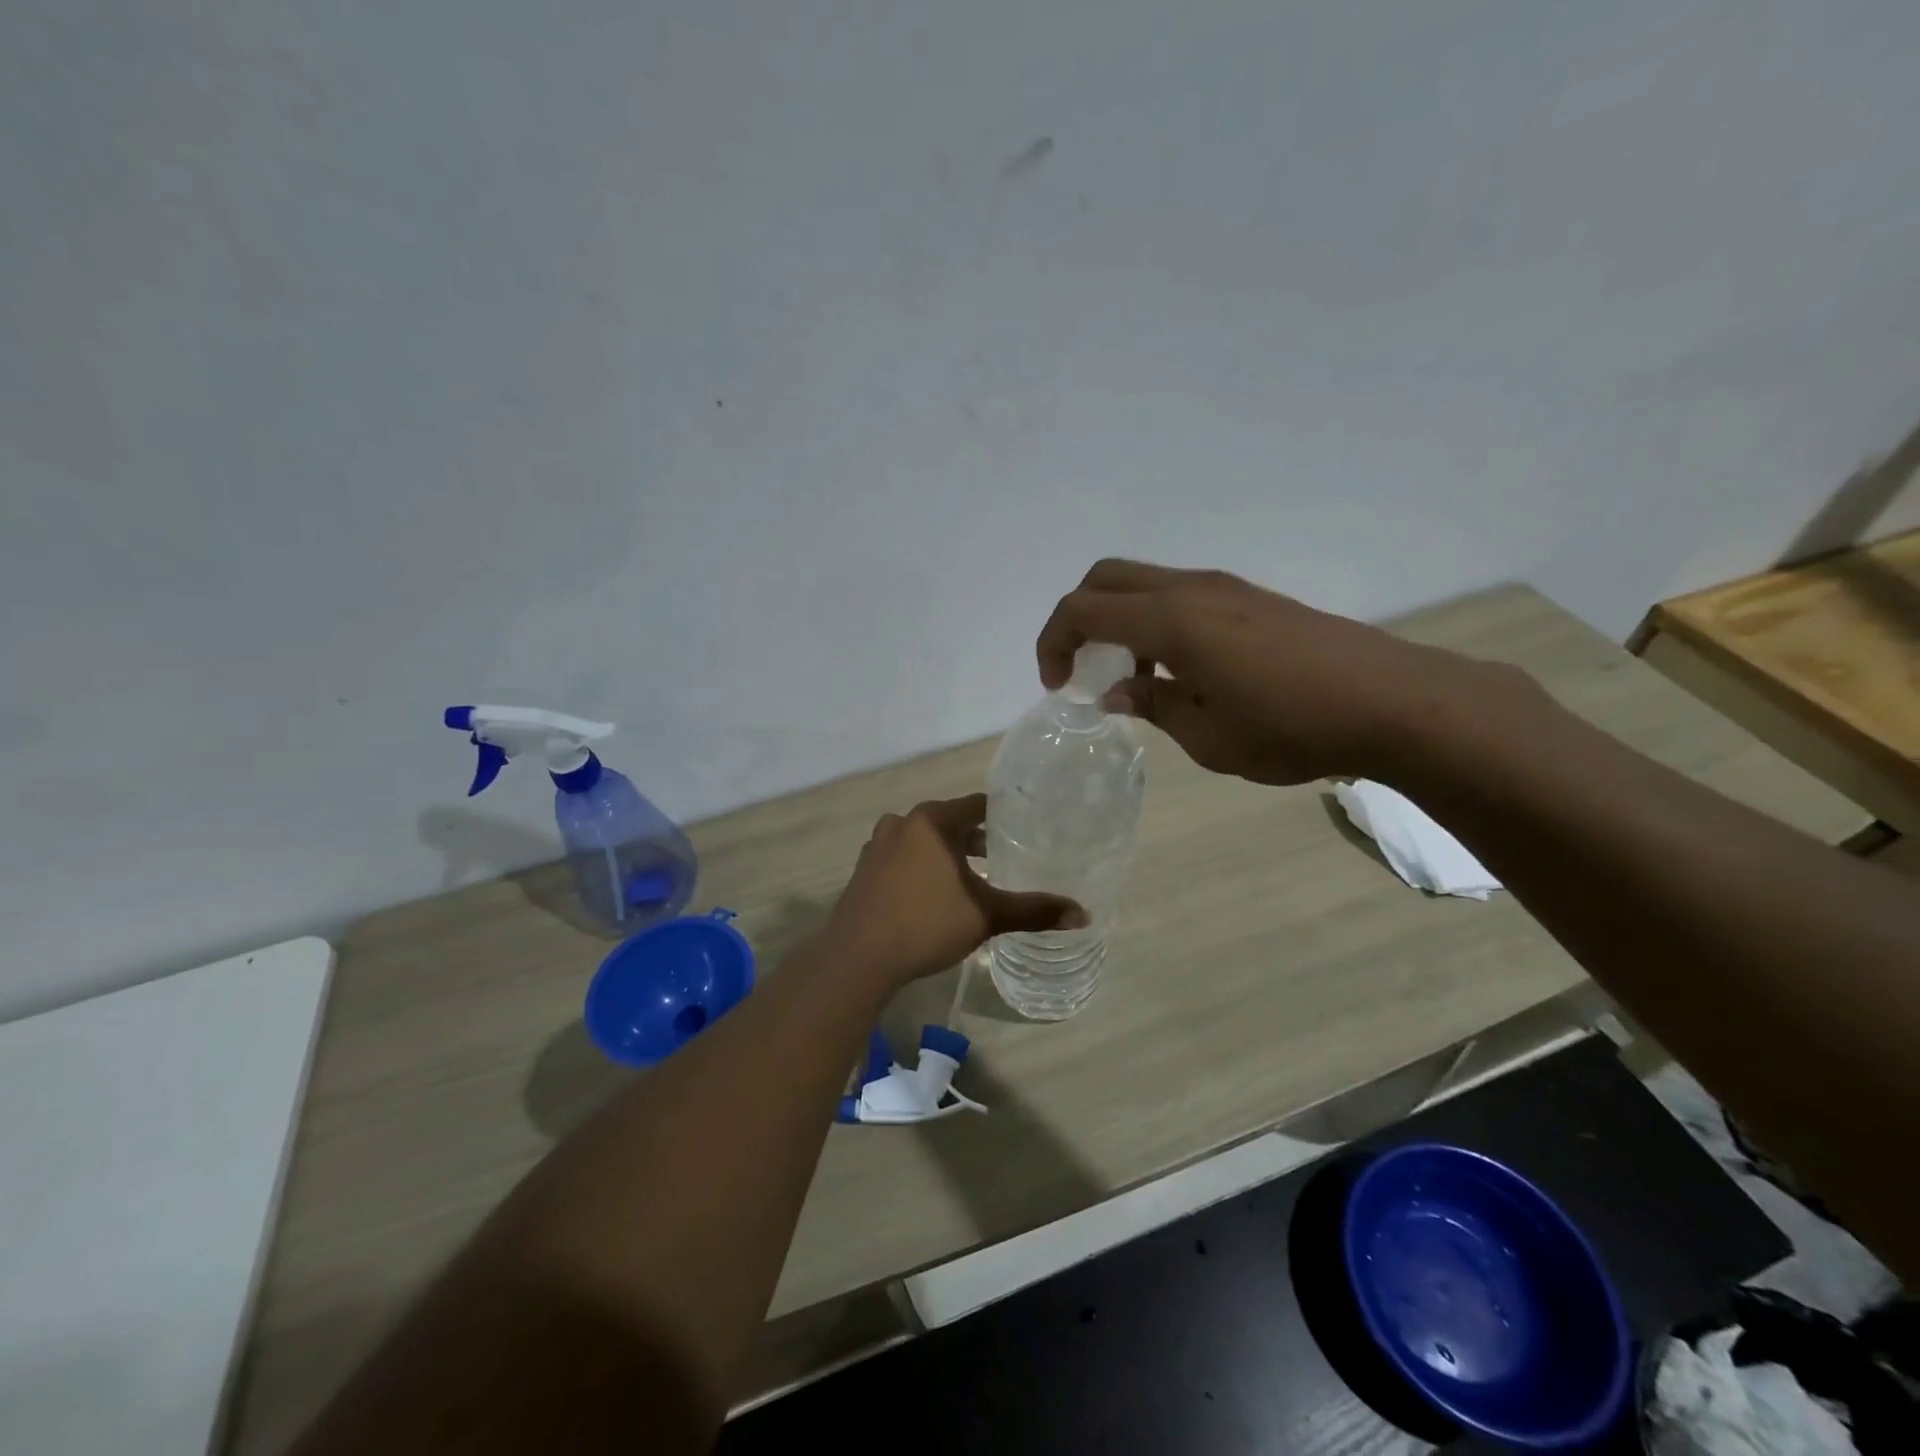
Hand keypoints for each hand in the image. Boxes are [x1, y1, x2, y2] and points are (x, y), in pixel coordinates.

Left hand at [823, 794, 1086, 987]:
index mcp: (933, 821)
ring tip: (972, 877)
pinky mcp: (863, 871)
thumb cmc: (926, 923)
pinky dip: (922, 868)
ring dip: (947, 854)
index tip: (1024, 828)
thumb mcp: (986, 915)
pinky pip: (902, 859)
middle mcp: (902, 823)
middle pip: (949, 822)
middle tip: (1004, 856)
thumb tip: (1083, 915)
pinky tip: (933, 894)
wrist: (857, 956)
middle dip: (975, 839)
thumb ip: (1033, 911)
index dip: (1002, 816)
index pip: (977, 806)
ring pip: (923, 841)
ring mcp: (877, 846)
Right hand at [1037, 559, 1517, 785]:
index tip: (1057, 686)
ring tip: (1135, 683)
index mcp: (1170, 620)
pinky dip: (1155, 624)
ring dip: (1120, 622)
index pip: (1082, 609)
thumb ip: (1152, 707)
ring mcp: (1225, 588)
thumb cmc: (1290, 727)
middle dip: (1077, 618)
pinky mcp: (1252, 599)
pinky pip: (1180, 597)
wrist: (1392, 701)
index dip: (1054, 643)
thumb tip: (1116, 694)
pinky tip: (1181, 673)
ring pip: (1144, 584)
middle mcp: (1191, 589)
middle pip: (1106, 578)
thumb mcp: (1206, 735)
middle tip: (1080, 669)